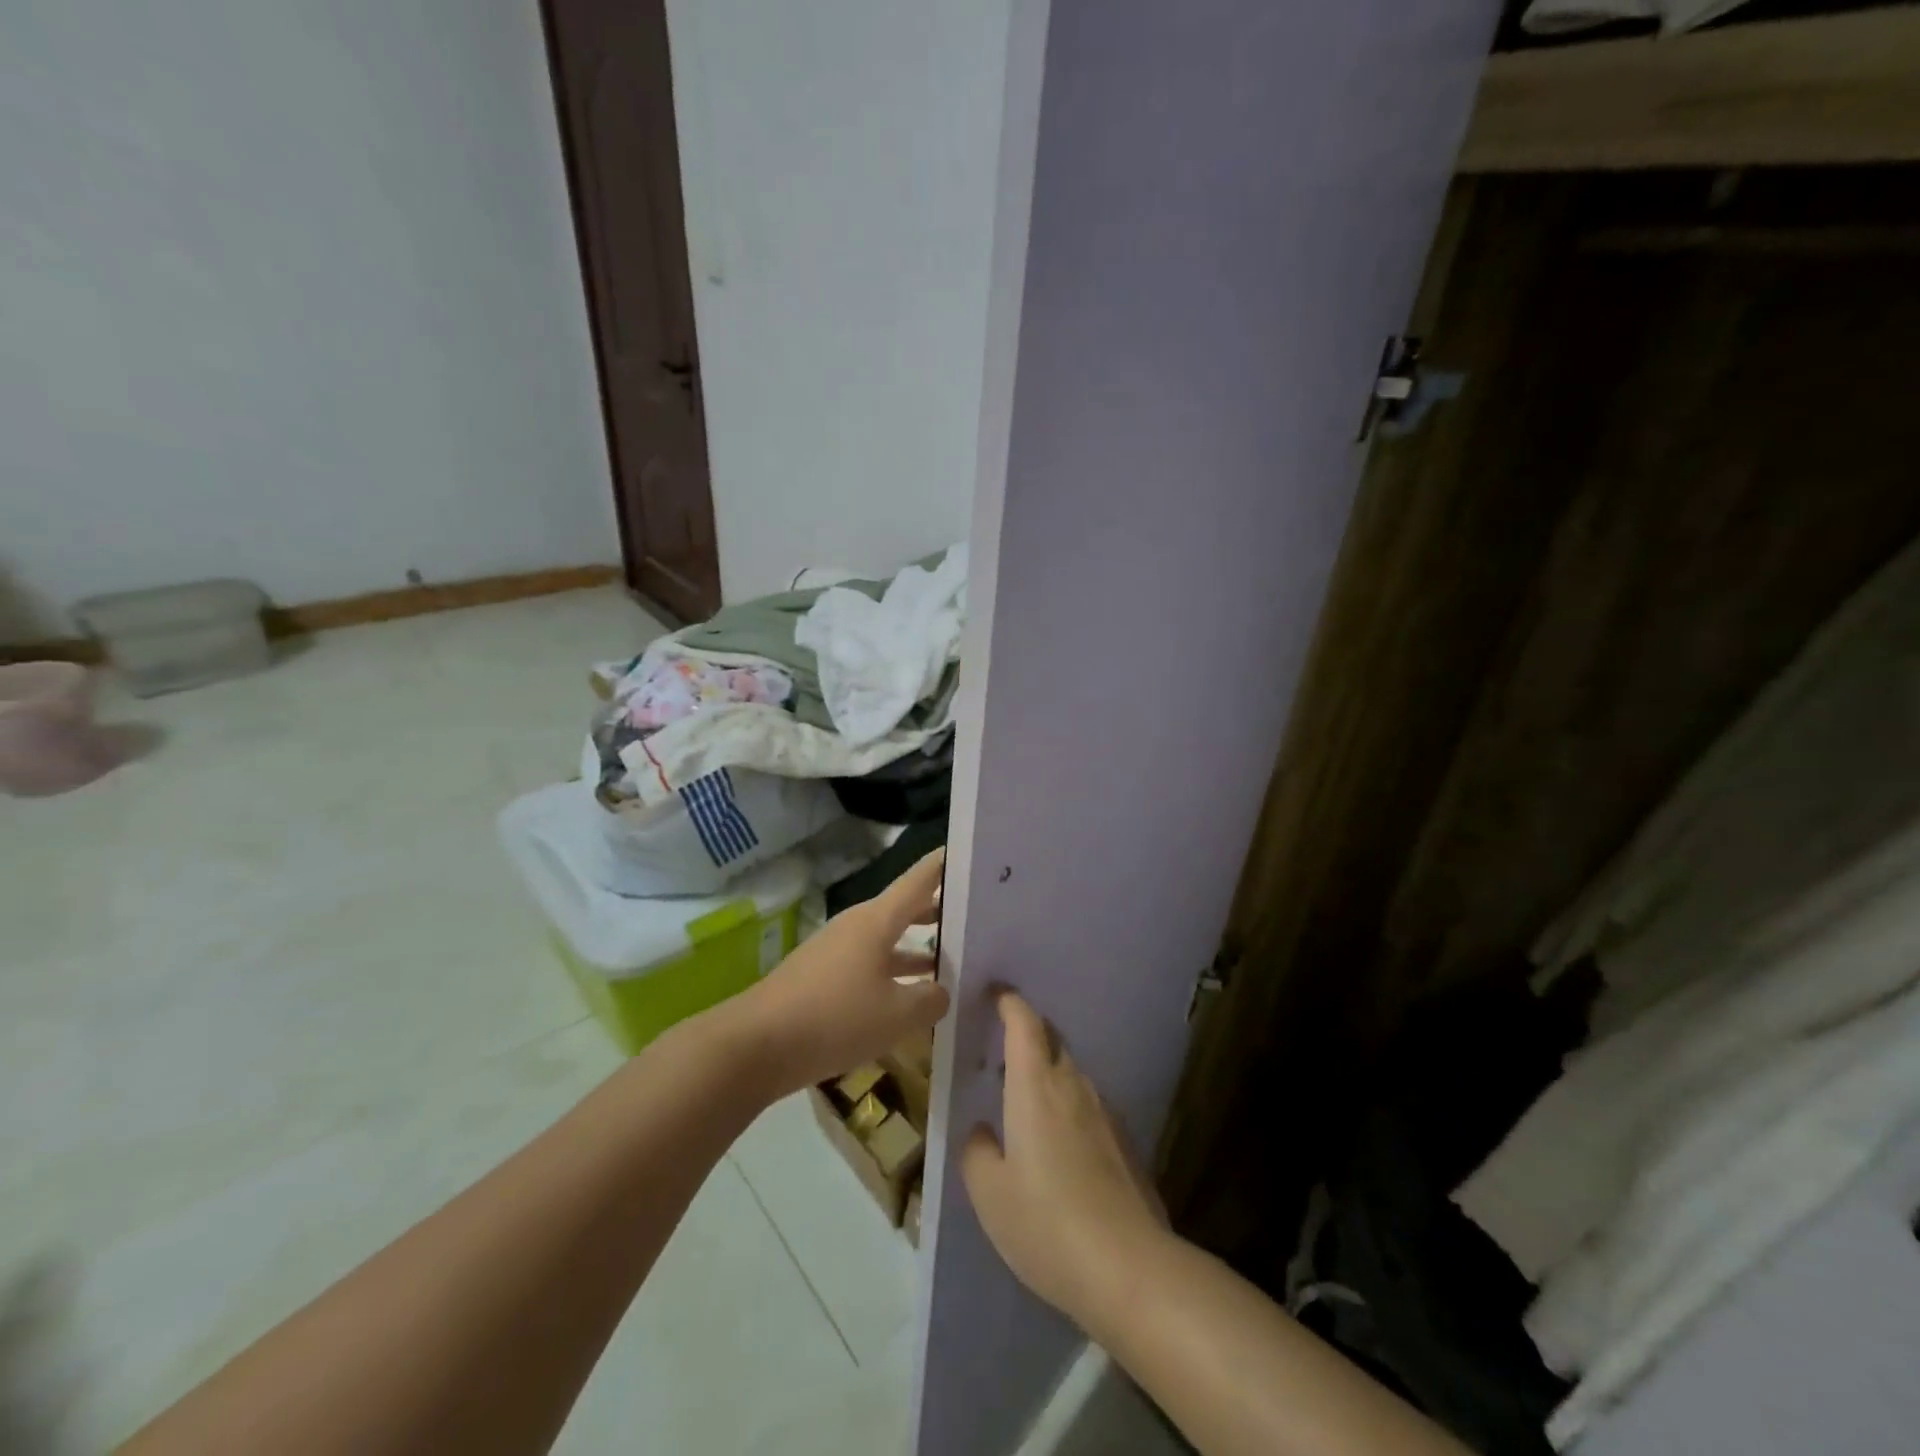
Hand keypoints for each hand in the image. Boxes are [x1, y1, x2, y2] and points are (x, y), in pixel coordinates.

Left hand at [726, 850, 949, 1097]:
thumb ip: (931, 999)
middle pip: (906, 907)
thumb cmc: (835, 1018)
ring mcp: (837, 949)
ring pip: (889, 938)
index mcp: (878, 920)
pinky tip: (911, 995)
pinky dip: (895, 970)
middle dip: (941, 909)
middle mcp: (858, 925)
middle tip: (977, 913)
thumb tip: (942, 990)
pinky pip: (871, 963)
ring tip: (956, 957)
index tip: (973, 853)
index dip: (945, 864)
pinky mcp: (824, 976)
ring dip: (919, 945)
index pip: (920, 879)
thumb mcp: (897, 1015)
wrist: (757, 1045)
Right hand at [961, 992, 1168, 1336]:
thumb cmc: (1046, 1222)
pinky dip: (1067, 1106)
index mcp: (1035, 1086)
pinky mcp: (1124, 1142)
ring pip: (1071, 1073)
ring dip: (1047, 1073)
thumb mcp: (989, 1193)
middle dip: (1027, 1034)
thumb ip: (977, 1150)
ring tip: (1024, 1102)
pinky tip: (1058, 1146)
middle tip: (1001, 1054)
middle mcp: (1073, 1086)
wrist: (1129, 1268)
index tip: (994, 993)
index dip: (1009, 1001)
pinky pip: (1088, 1106)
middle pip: (1051, 1040)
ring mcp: (1105, 1113)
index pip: (1024, 1022)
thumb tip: (982, 1130)